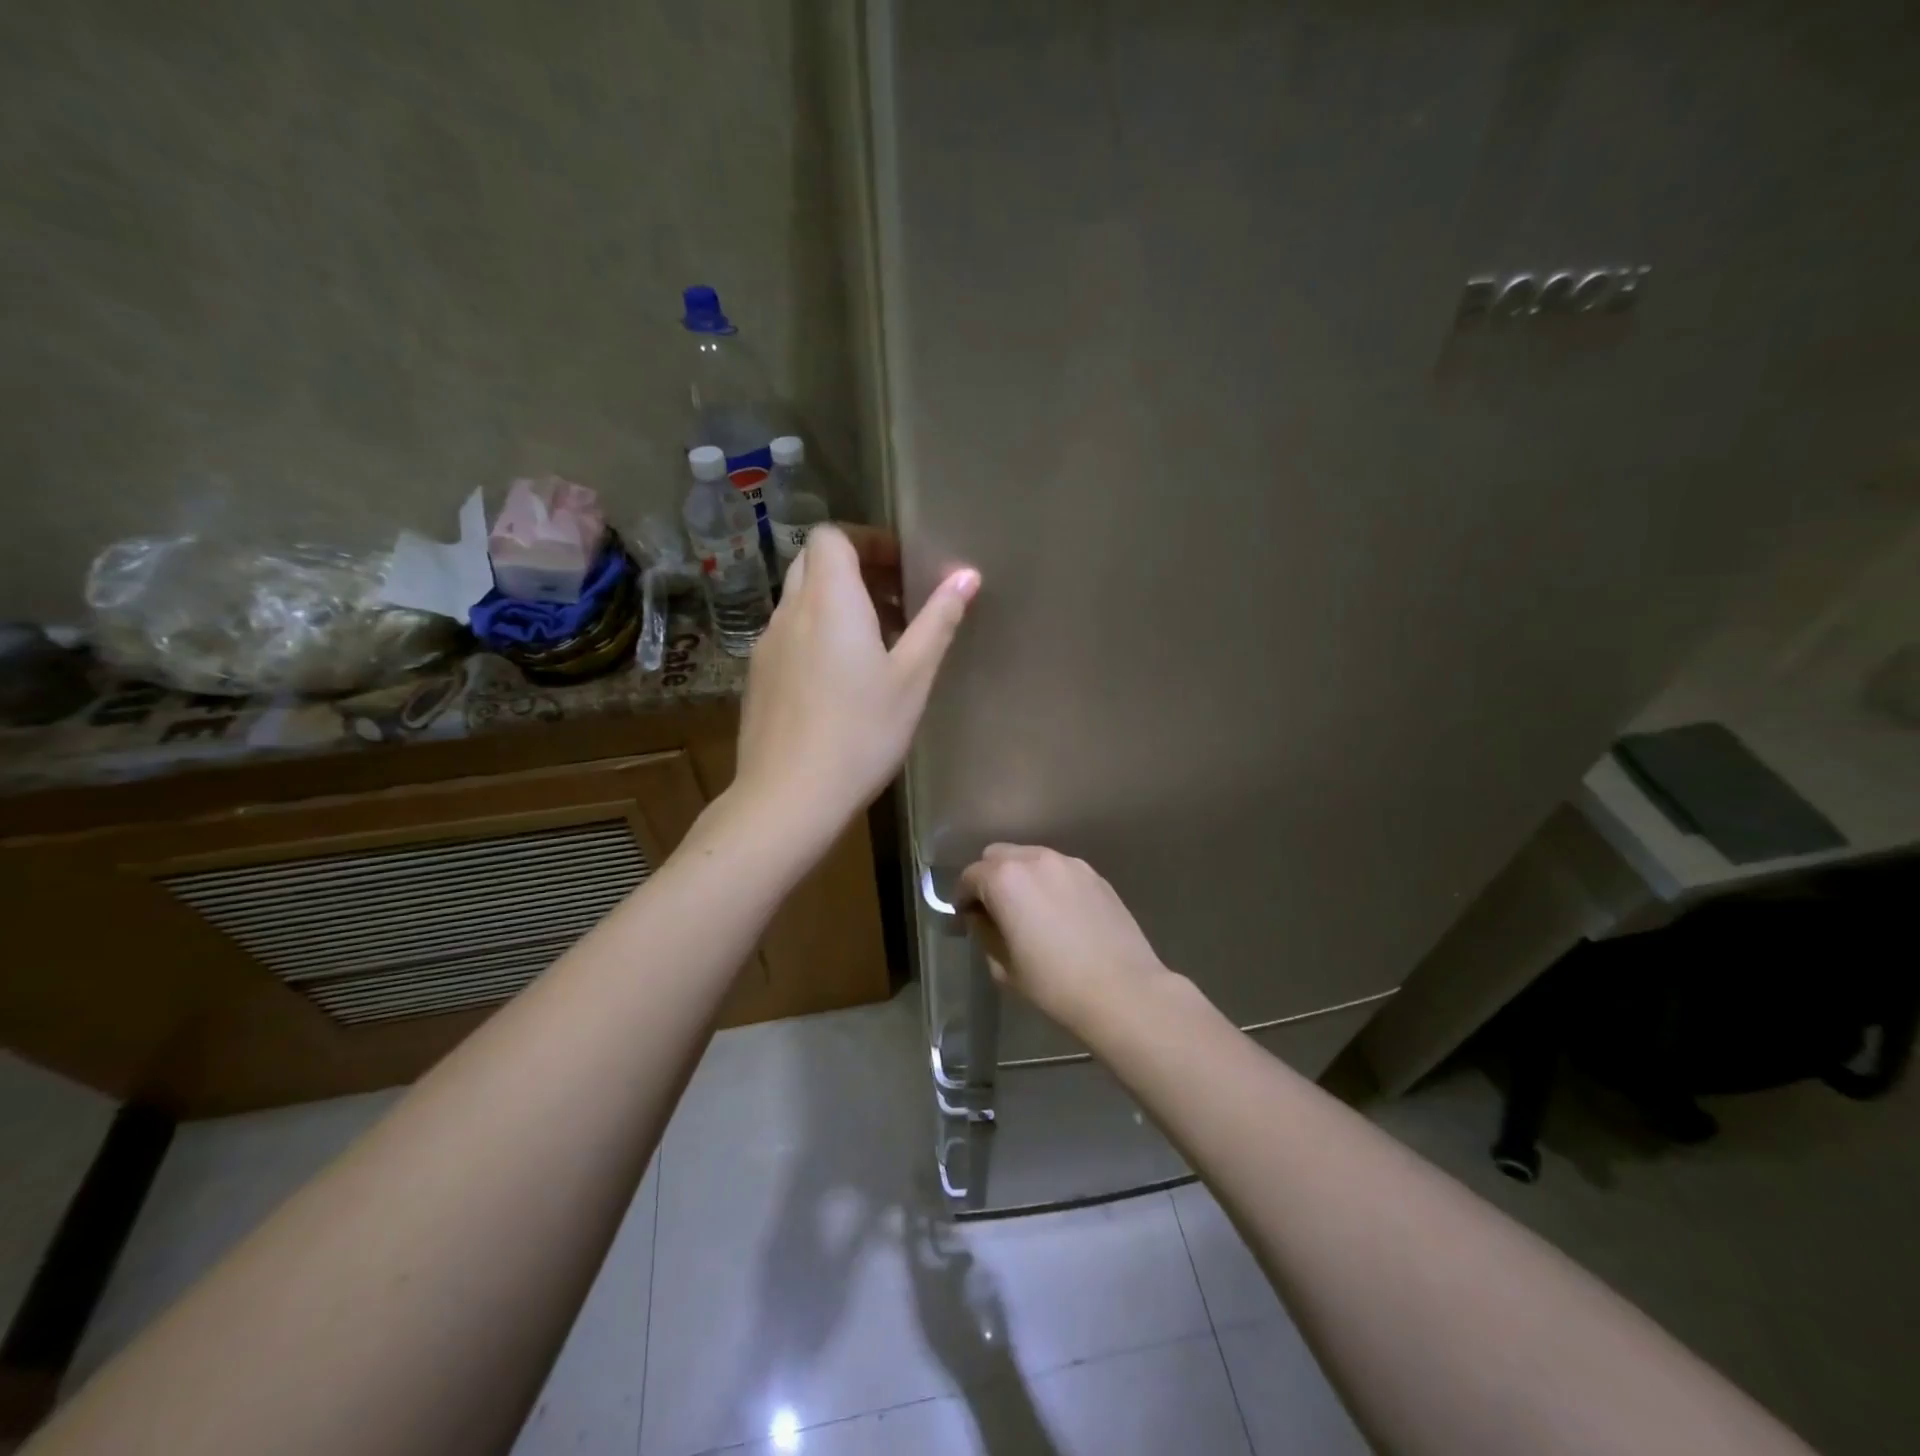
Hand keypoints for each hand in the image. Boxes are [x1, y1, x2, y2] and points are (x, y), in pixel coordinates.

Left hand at [734, 524, 978, 834]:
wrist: (789, 796)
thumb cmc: (861, 733)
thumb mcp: (912, 678)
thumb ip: (938, 621)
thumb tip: (966, 576)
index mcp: (828, 600)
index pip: (831, 536)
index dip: (867, 541)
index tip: (901, 568)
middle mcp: (790, 612)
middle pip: (813, 562)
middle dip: (855, 570)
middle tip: (895, 602)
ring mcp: (767, 646)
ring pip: (800, 601)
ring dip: (837, 605)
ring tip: (876, 644)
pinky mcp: (759, 678)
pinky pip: (789, 635)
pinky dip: (817, 635)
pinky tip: (842, 681)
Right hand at [958, 845, 1174, 1033]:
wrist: (1123, 990)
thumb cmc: (1054, 985)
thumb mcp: (1004, 967)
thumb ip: (985, 932)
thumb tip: (981, 917)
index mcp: (1005, 880)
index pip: (971, 876)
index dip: (963, 897)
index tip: (966, 918)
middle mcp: (1035, 859)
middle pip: (998, 856)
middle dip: (989, 878)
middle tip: (995, 910)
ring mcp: (1069, 864)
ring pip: (1031, 858)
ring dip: (1021, 876)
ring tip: (1029, 910)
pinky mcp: (1095, 875)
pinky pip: (1059, 870)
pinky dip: (1049, 882)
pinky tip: (1059, 913)